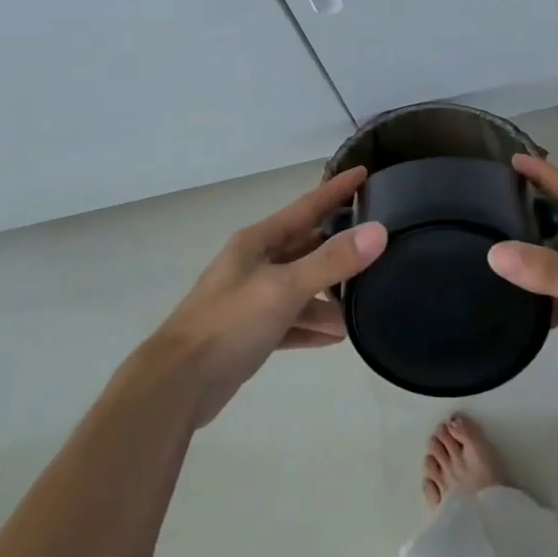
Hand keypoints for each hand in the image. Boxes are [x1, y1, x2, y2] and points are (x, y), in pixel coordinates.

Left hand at [148, 167, 386, 426]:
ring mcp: (250, 299)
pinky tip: (335, 337)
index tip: (364, 172)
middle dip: (338, 246)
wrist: (178, 383)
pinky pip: (290, 322)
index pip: (306, 206)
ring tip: (360, 308)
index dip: (336, 190)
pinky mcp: (249, 333)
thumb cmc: (230, 323)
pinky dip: (311, 327)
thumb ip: (332, 261)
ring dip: (327, 297)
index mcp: (258, 242)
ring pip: (299, 288)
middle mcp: (254, 264)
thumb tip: (379, 231)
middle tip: (376, 243)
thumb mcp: (285, 288)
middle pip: (305, 246)